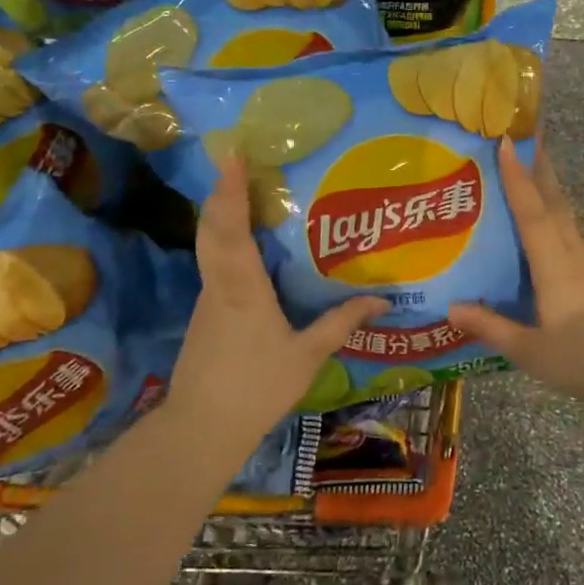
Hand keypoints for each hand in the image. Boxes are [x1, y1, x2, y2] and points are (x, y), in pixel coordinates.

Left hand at [170, 154, 384, 446]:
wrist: (201, 428)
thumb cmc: (257, 387)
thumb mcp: (307, 355)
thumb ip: (342, 322)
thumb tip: (382, 300)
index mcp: (243, 288)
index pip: (232, 229)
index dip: (230, 191)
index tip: (232, 156)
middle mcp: (219, 284)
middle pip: (212, 228)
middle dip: (221, 193)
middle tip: (236, 163)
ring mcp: (207, 298)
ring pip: (210, 246)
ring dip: (222, 216)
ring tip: (245, 193)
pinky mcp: (204, 313)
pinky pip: (215, 266)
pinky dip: (225, 243)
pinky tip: (247, 248)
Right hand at [448, 140, 583, 417]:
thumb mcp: (532, 352)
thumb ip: (492, 327)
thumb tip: (450, 306)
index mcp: (555, 266)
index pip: (532, 211)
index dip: (517, 176)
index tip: (507, 141)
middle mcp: (576, 255)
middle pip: (556, 202)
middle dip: (540, 168)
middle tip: (524, 139)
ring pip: (568, 219)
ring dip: (550, 192)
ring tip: (530, 179)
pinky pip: (575, 240)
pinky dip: (559, 224)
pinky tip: (551, 239)